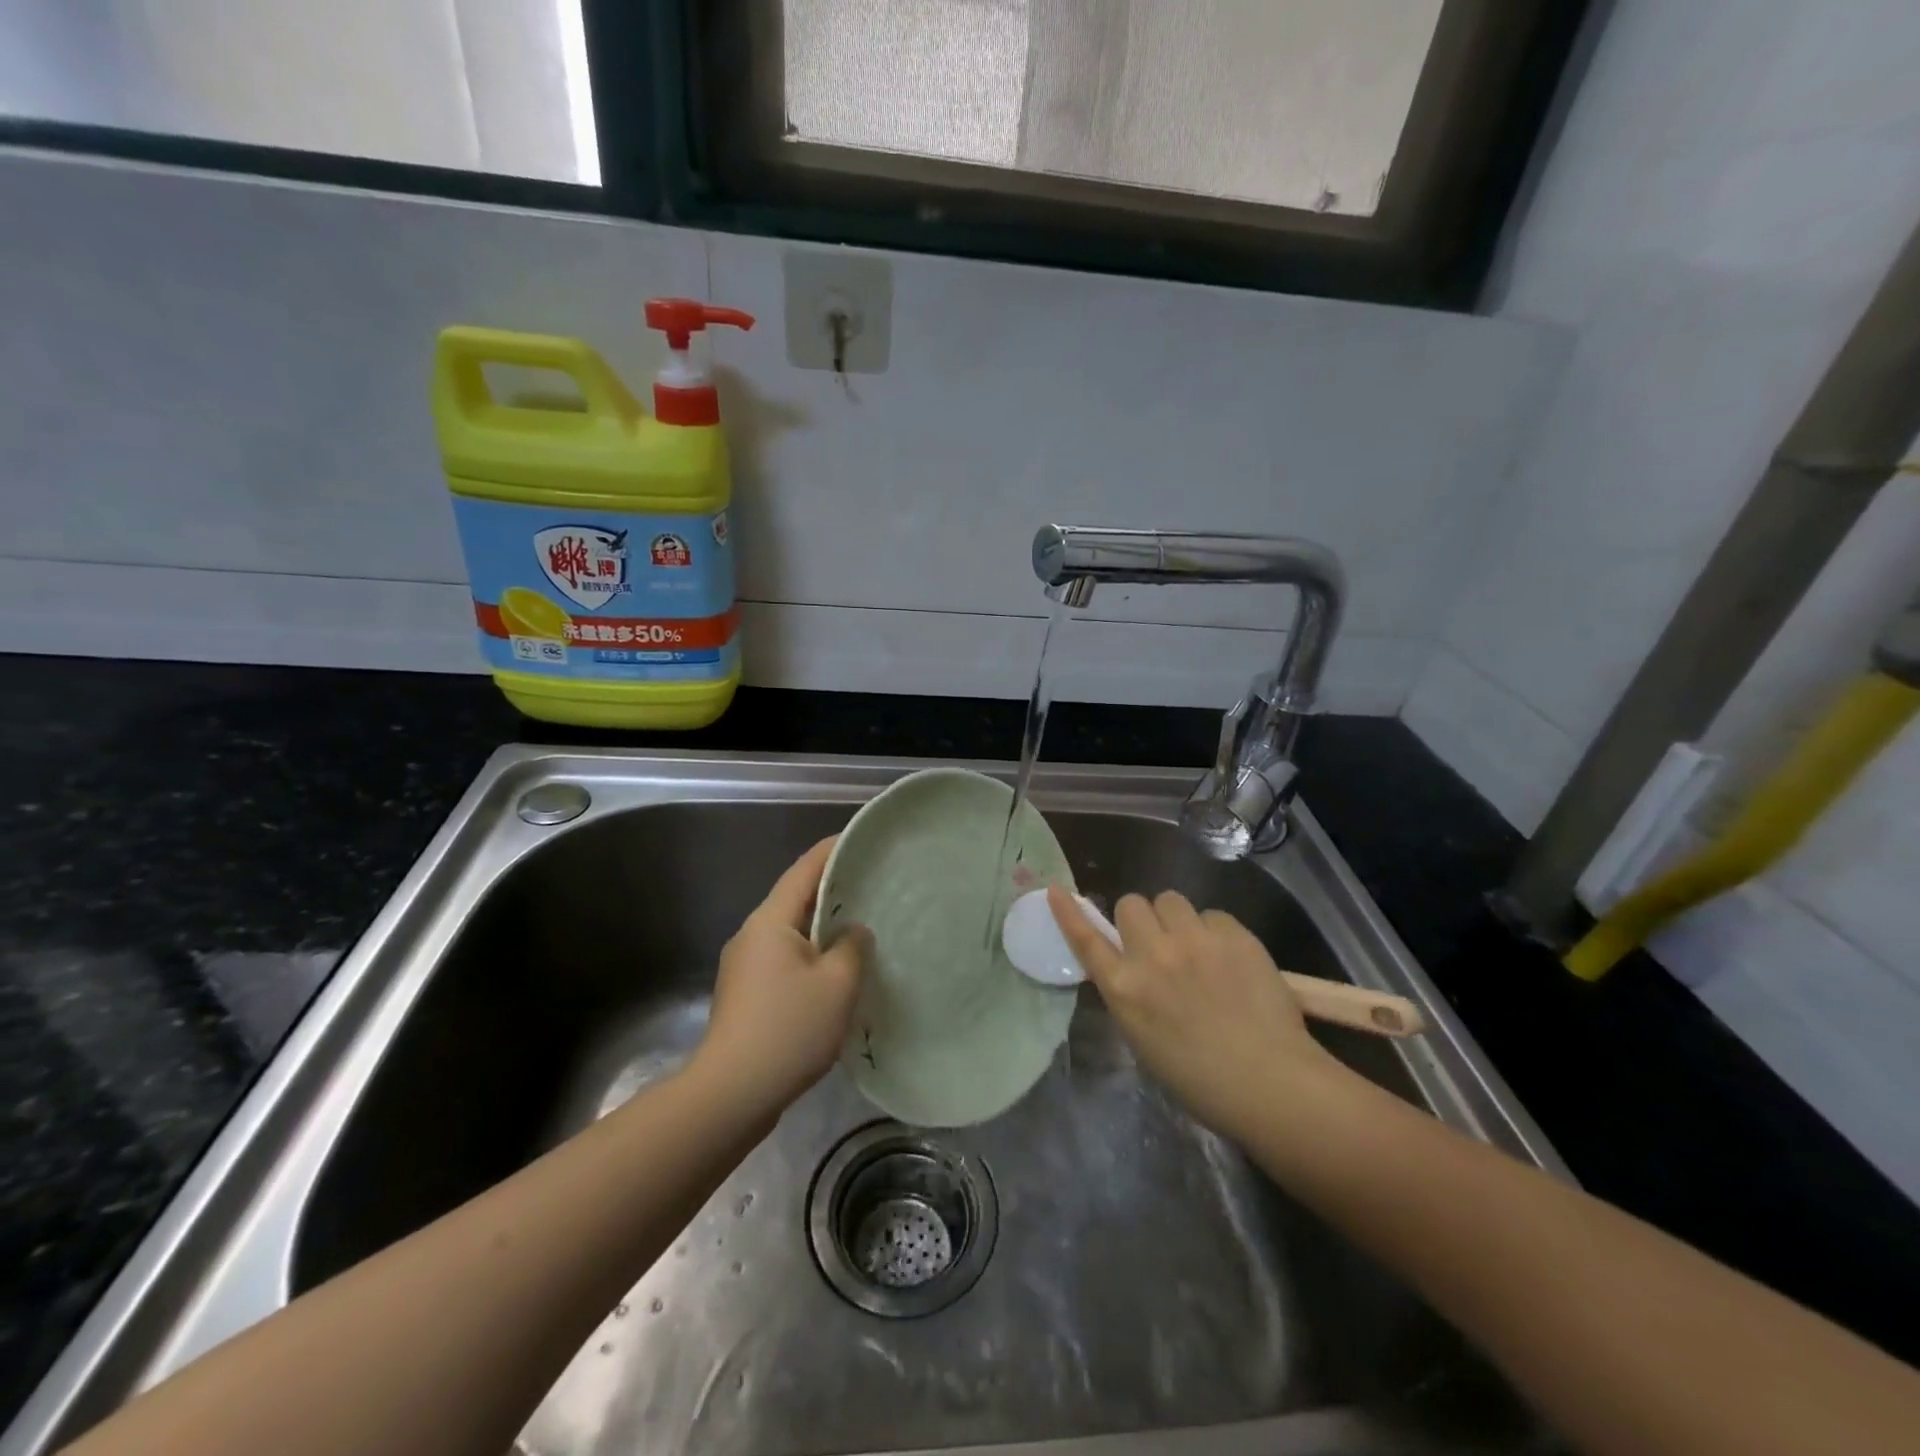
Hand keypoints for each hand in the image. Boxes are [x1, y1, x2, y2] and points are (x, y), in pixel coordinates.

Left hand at [696, 837, 872, 1115]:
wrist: (730, 1095)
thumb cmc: (788, 1029)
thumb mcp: (837, 984)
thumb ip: (853, 947)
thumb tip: (853, 932)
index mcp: (770, 922)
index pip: (804, 870)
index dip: (832, 850)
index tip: (860, 839)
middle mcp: (752, 936)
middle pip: (796, 899)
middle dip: (832, 890)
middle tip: (872, 886)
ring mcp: (744, 967)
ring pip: (791, 933)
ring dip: (823, 928)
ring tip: (861, 930)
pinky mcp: (746, 995)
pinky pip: (785, 960)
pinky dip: (812, 956)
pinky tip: (836, 975)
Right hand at [1048, 887, 1339, 1139]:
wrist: (1269, 1083)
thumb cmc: (1199, 1079)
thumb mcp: (1144, 1038)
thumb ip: (1131, 993)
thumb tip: (1132, 966)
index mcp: (1125, 989)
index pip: (1086, 939)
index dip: (1069, 913)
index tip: (1056, 890)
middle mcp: (1152, 955)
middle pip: (1131, 904)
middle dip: (1141, 919)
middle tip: (1160, 943)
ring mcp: (1194, 940)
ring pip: (1170, 899)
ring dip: (1176, 919)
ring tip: (1196, 946)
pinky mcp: (1233, 934)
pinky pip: (1212, 914)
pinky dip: (1215, 931)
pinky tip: (1230, 959)